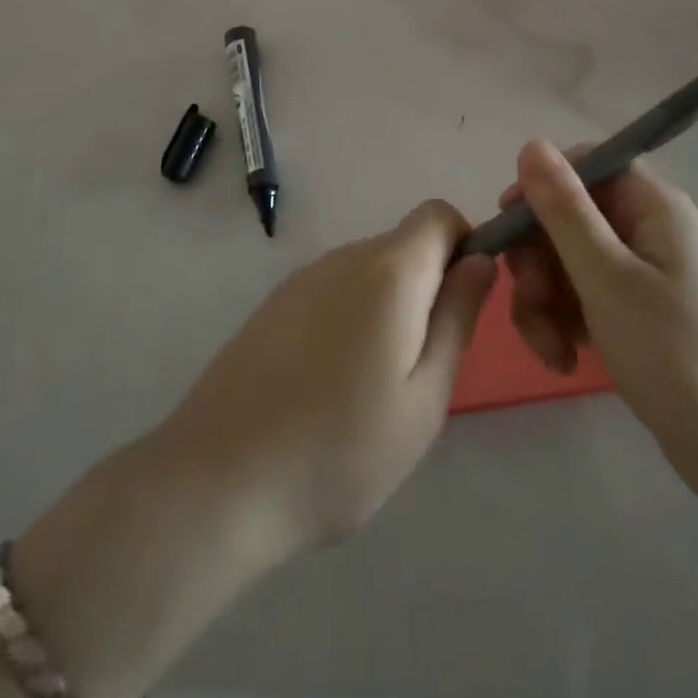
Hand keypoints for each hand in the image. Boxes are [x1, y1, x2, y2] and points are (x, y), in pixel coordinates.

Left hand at [158, 201, 495, 554]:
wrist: (218, 481)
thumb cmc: (341, 449)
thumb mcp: (424, 397)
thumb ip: (457, 318)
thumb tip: (480, 260)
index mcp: (390, 270)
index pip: (439, 215)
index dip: (464, 246)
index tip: (461, 307)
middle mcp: (345, 257)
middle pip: (405, 246)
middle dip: (427, 289)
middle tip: (419, 369)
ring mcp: (303, 278)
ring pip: (369, 273)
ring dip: (387, 310)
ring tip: (370, 389)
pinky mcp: (273, 304)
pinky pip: (332, 293)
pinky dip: (349, 321)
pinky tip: (327, 387)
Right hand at [502, 139, 697, 498]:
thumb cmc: (674, 353)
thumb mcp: (607, 277)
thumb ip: (565, 210)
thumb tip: (532, 144)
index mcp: (654, 207)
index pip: (588, 165)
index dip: (543, 186)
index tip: (508, 222)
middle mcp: (650, 230)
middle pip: (572, 217)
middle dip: (539, 259)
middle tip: (532, 301)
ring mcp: (645, 273)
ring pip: (570, 261)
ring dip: (546, 299)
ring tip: (550, 347)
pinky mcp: (639, 312)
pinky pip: (585, 296)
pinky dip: (566, 321)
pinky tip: (565, 358)